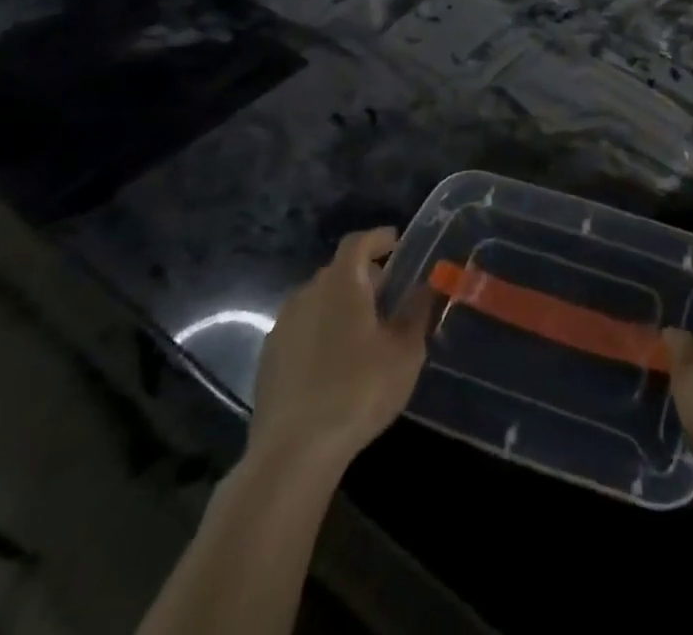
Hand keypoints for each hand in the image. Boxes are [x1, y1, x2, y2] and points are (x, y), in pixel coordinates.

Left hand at [248, 227, 431, 466]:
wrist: (292, 453)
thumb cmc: (358, 390)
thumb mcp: (405, 352)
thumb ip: (416, 313)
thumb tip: (424, 288)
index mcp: (341, 283)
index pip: (358, 242)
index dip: (378, 238)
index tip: (397, 244)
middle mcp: (307, 294)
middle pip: (338, 271)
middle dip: (364, 276)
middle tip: (388, 295)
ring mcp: (282, 327)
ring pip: (318, 301)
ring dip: (341, 305)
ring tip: (365, 331)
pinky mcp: (268, 359)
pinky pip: (303, 329)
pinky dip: (322, 331)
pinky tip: (336, 362)